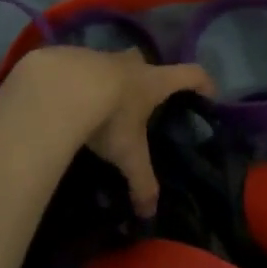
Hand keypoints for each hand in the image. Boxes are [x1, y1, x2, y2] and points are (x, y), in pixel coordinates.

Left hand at [7, 47, 213, 216]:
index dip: (203, 82)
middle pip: (145, 63)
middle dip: (145, 78)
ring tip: (97, 105)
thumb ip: (141, 182)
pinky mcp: (67, 55)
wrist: (57, 89)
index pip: (191, 74)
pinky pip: (77, 66)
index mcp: (153, 81)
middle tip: (139, 101)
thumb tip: (149, 212)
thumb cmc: (108, 118)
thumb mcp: (128, 155)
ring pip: (109, 63)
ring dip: (107, 80)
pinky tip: (65, 100)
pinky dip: (76, 81)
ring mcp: (97, 55)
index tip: (209, 93)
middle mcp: (129, 63)